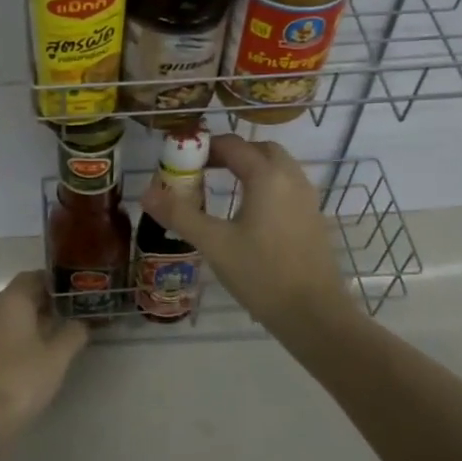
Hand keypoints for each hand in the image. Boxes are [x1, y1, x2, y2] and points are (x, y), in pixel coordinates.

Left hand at [0, 270, 88, 438]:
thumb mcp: (57, 356)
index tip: (76, 290)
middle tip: (76, 311)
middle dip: (49, 302)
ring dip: (38, 321)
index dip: (54, 281)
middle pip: (22, 296)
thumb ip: (73, 334)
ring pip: (14, 318)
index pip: (32, 277)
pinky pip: (7, 336)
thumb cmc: (22, 378)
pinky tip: (43, 354)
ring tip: (65, 332)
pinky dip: (25, 338)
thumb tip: (82, 323)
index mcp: (11, 302)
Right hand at [140, 135, 355, 333]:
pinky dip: (265, 187)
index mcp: (267, 177)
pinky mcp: (313, 219)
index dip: (205, 147)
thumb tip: (146, 193)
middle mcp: (291, 179)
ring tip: (221, 189)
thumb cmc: (262, 274)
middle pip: (260, 150)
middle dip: (231, 153)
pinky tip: (248, 215)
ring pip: (277, 168)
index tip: (181, 161)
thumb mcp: (214, 244)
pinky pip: (287, 188)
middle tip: (203, 170)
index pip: (233, 145)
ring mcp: (307, 199)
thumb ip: (180, 214)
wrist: (314, 315)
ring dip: (250, 169)